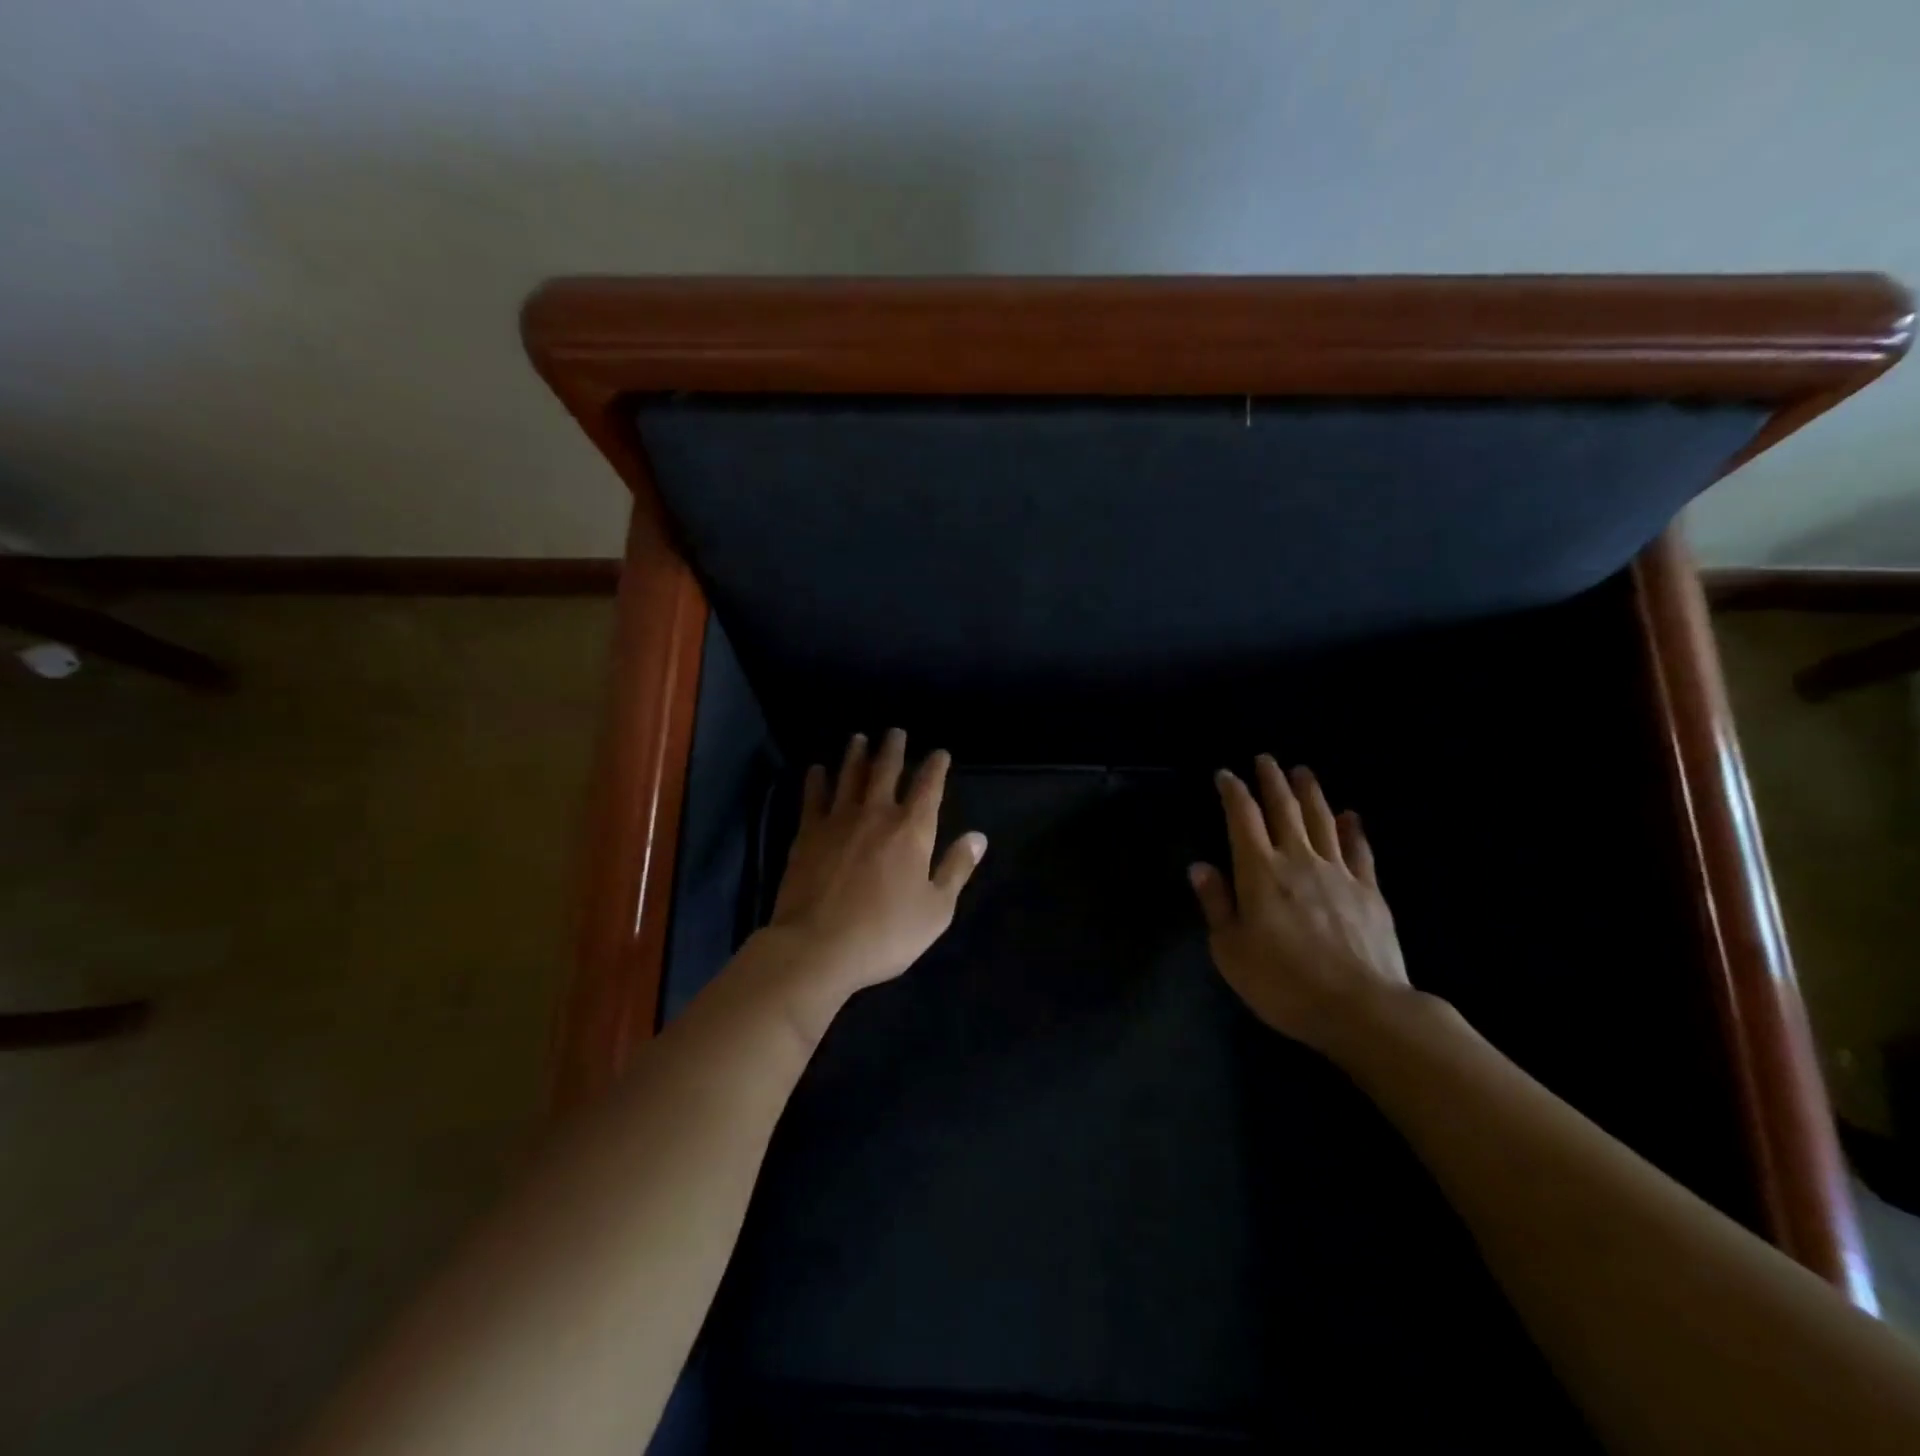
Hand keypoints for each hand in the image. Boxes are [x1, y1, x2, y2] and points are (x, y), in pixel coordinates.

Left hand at [763, 729, 987, 1005]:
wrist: (818, 947)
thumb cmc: (885, 933)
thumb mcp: (936, 909)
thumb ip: (957, 868)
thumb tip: (978, 837)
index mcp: (912, 830)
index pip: (928, 787)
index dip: (935, 766)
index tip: (939, 753)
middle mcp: (876, 814)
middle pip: (886, 770)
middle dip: (894, 748)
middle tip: (895, 731)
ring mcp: (838, 820)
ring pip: (850, 776)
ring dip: (856, 755)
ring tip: (859, 738)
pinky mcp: (808, 833)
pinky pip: (813, 797)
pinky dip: (817, 780)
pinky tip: (817, 770)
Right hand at [1189, 756, 1412, 1052]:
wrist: (1361, 1008)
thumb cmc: (1283, 983)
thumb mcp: (1230, 950)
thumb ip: (1216, 904)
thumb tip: (1199, 866)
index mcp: (1259, 872)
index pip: (1242, 818)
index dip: (1232, 792)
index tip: (1225, 774)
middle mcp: (1298, 860)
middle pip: (1284, 809)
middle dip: (1272, 781)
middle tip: (1266, 759)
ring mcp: (1338, 873)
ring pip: (1322, 820)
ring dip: (1310, 793)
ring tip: (1303, 771)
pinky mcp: (1369, 891)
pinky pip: (1359, 850)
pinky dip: (1352, 829)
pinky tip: (1350, 816)